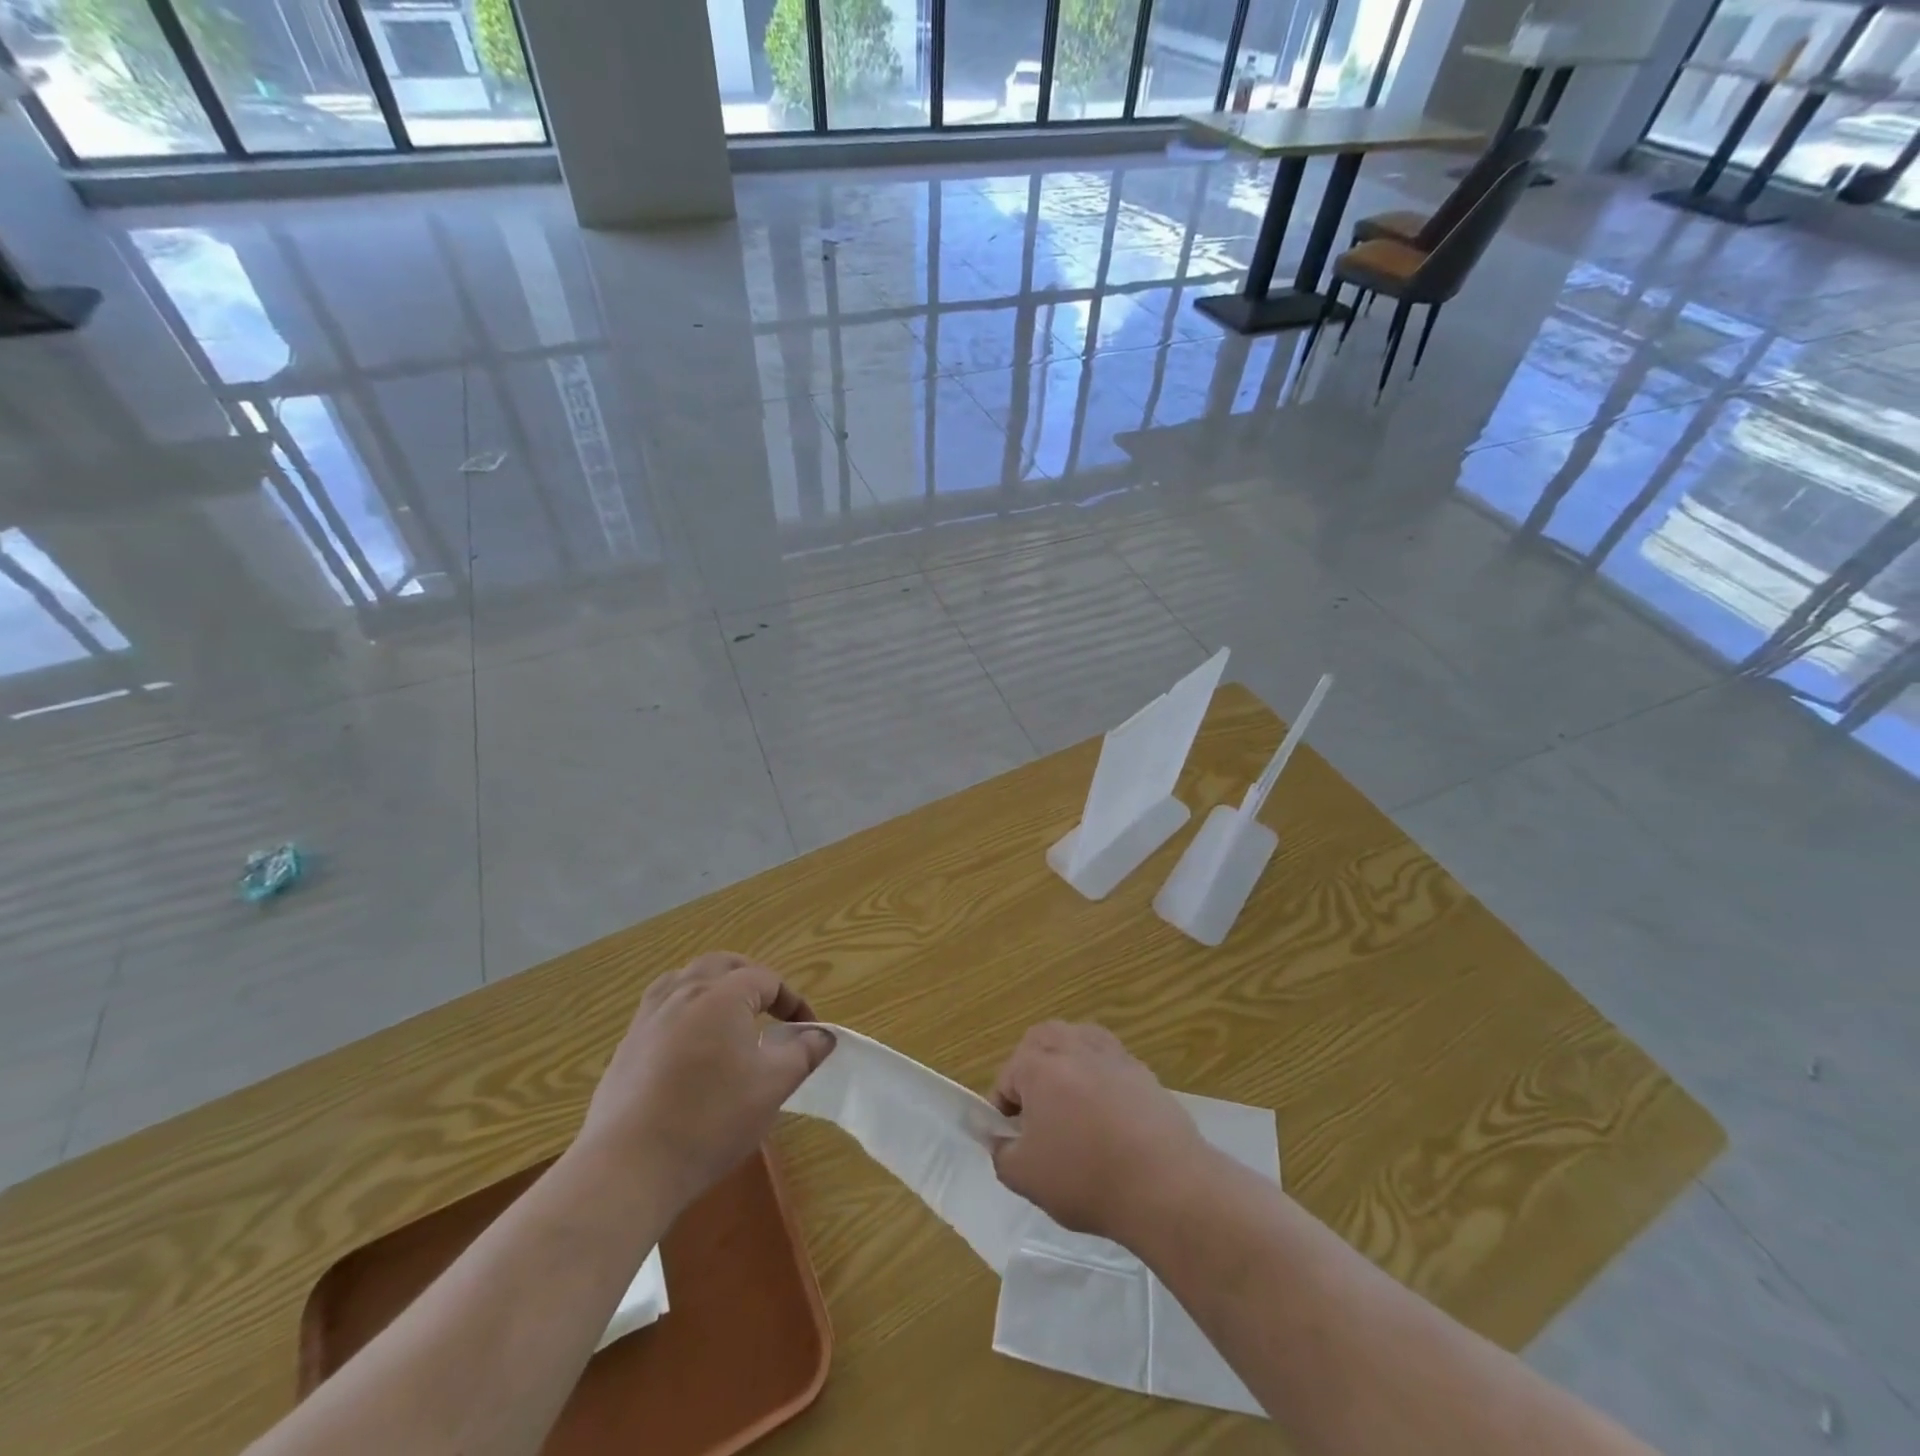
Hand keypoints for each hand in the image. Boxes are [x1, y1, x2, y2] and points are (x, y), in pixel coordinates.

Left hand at [579, 953, 833, 1212]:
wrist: (629, 1167)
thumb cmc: (711, 1120)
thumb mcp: (772, 1087)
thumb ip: (803, 1053)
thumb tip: (823, 1035)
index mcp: (722, 996)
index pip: (766, 979)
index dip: (793, 1000)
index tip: (808, 1030)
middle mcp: (682, 993)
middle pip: (722, 965)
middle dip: (751, 978)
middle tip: (771, 1008)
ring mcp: (648, 1018)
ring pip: (684, 979)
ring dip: (713, 986)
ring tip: (728, 1013)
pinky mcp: (626, 1046)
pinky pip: (660, 1007)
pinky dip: (684, 1009)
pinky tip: (689, 1043)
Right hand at [990, 1022, 1208, 1242]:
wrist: (1165, 1184)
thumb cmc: (1086, 1177)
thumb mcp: (1025, 1178)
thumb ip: (1002, 1153)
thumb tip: (1004, 1139)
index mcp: (1038, 1066)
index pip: (1006, 1077)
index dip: (1003, 1109)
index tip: (1011, 1140)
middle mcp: (1072, 1047)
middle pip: (1041, 1040)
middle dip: (1031, 1067)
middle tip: (1036, 1110)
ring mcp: (1111, 1054)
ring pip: (1078, 1039)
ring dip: (1067, 1062)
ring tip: (1070, 1103)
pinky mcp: (1142, 1070)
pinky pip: (1110, 1060)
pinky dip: (1101, 1076)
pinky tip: (1107, 1112)